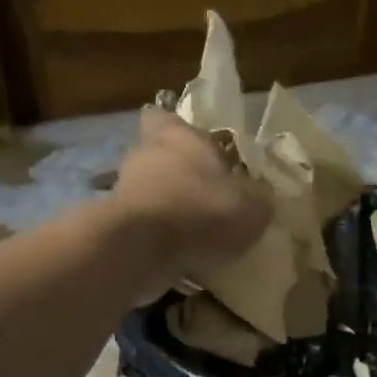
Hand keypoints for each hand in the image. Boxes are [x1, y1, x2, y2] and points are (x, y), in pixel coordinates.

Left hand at [110, 108, 271, 296]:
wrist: (139, 250)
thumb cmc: (199, 212)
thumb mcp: (251, 210)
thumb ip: (259, 202)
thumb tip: (261, 201)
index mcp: (178, 137)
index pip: (167, 117)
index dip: (181, 130)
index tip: (200, 148)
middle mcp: (146, 156)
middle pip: (162, 158)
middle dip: (182, 177)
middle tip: (210, 199)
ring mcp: (125, 191)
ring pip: (152, 194)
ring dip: (171, 211)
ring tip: (200, 236)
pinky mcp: (115, 225)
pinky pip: (145, 228)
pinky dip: (160, 240)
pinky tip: (183, 258)